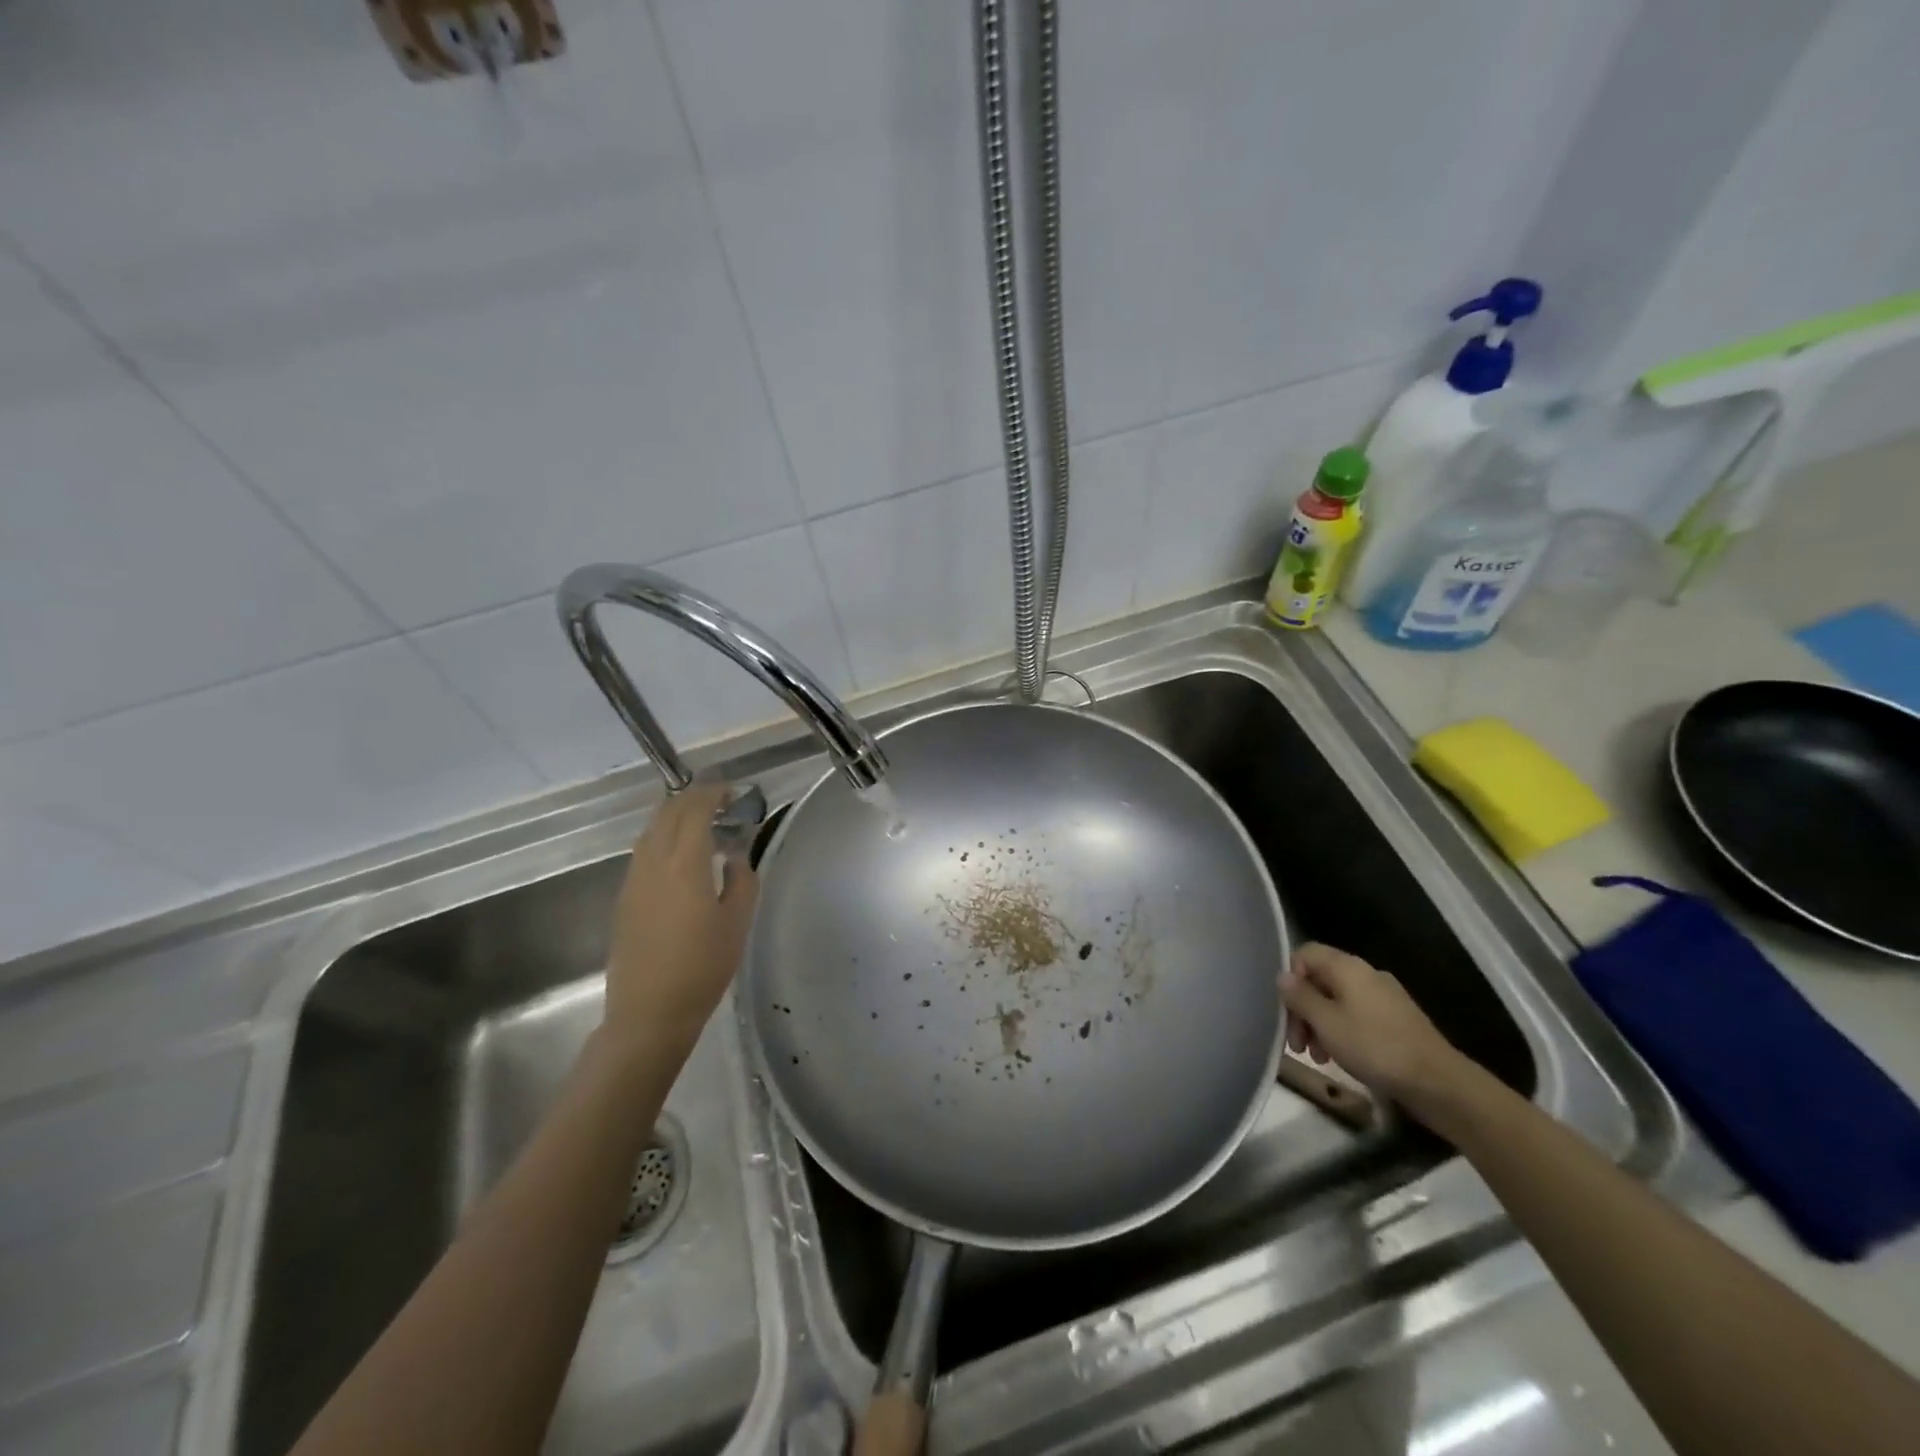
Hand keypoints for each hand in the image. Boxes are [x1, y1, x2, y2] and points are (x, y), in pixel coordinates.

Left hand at [602, 784, 758, 1057]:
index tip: (733, 790)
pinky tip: (681, 853)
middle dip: (693, 797)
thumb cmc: (702, 968)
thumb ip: (741, 880)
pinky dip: (663, 837)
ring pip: (651, 830)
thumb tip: (735, 855)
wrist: (649, 1013)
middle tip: (720, 799)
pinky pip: (644, 851)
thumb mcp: (737, 923)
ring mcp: (634, 879)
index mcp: (685, 864)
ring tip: (702, 821)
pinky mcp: (625, 897)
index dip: (713, 793)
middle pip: (668, 812)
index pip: (695, 810)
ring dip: (675, 815)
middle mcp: (654, 862)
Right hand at [1281, 943, 1464, 1105]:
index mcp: (1347, 967)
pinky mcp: (1396, 1020)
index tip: (1287, 1010)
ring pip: (1337, 1001)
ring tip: (1318, 1057)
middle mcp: (1365, 974)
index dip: (1290, 978)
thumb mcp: (1326, 1022)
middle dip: (1303, 1009)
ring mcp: (1384, 997)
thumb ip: (1300, 996)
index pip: (1305, 954)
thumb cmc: (1374, 1047)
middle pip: (1320, 980)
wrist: (1437, 1081)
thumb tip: (1282, 976)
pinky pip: (1357, 1015)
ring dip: (1320, 1025)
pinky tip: (1341, 1057)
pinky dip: (1342, 1031)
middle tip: (1297, 1044)